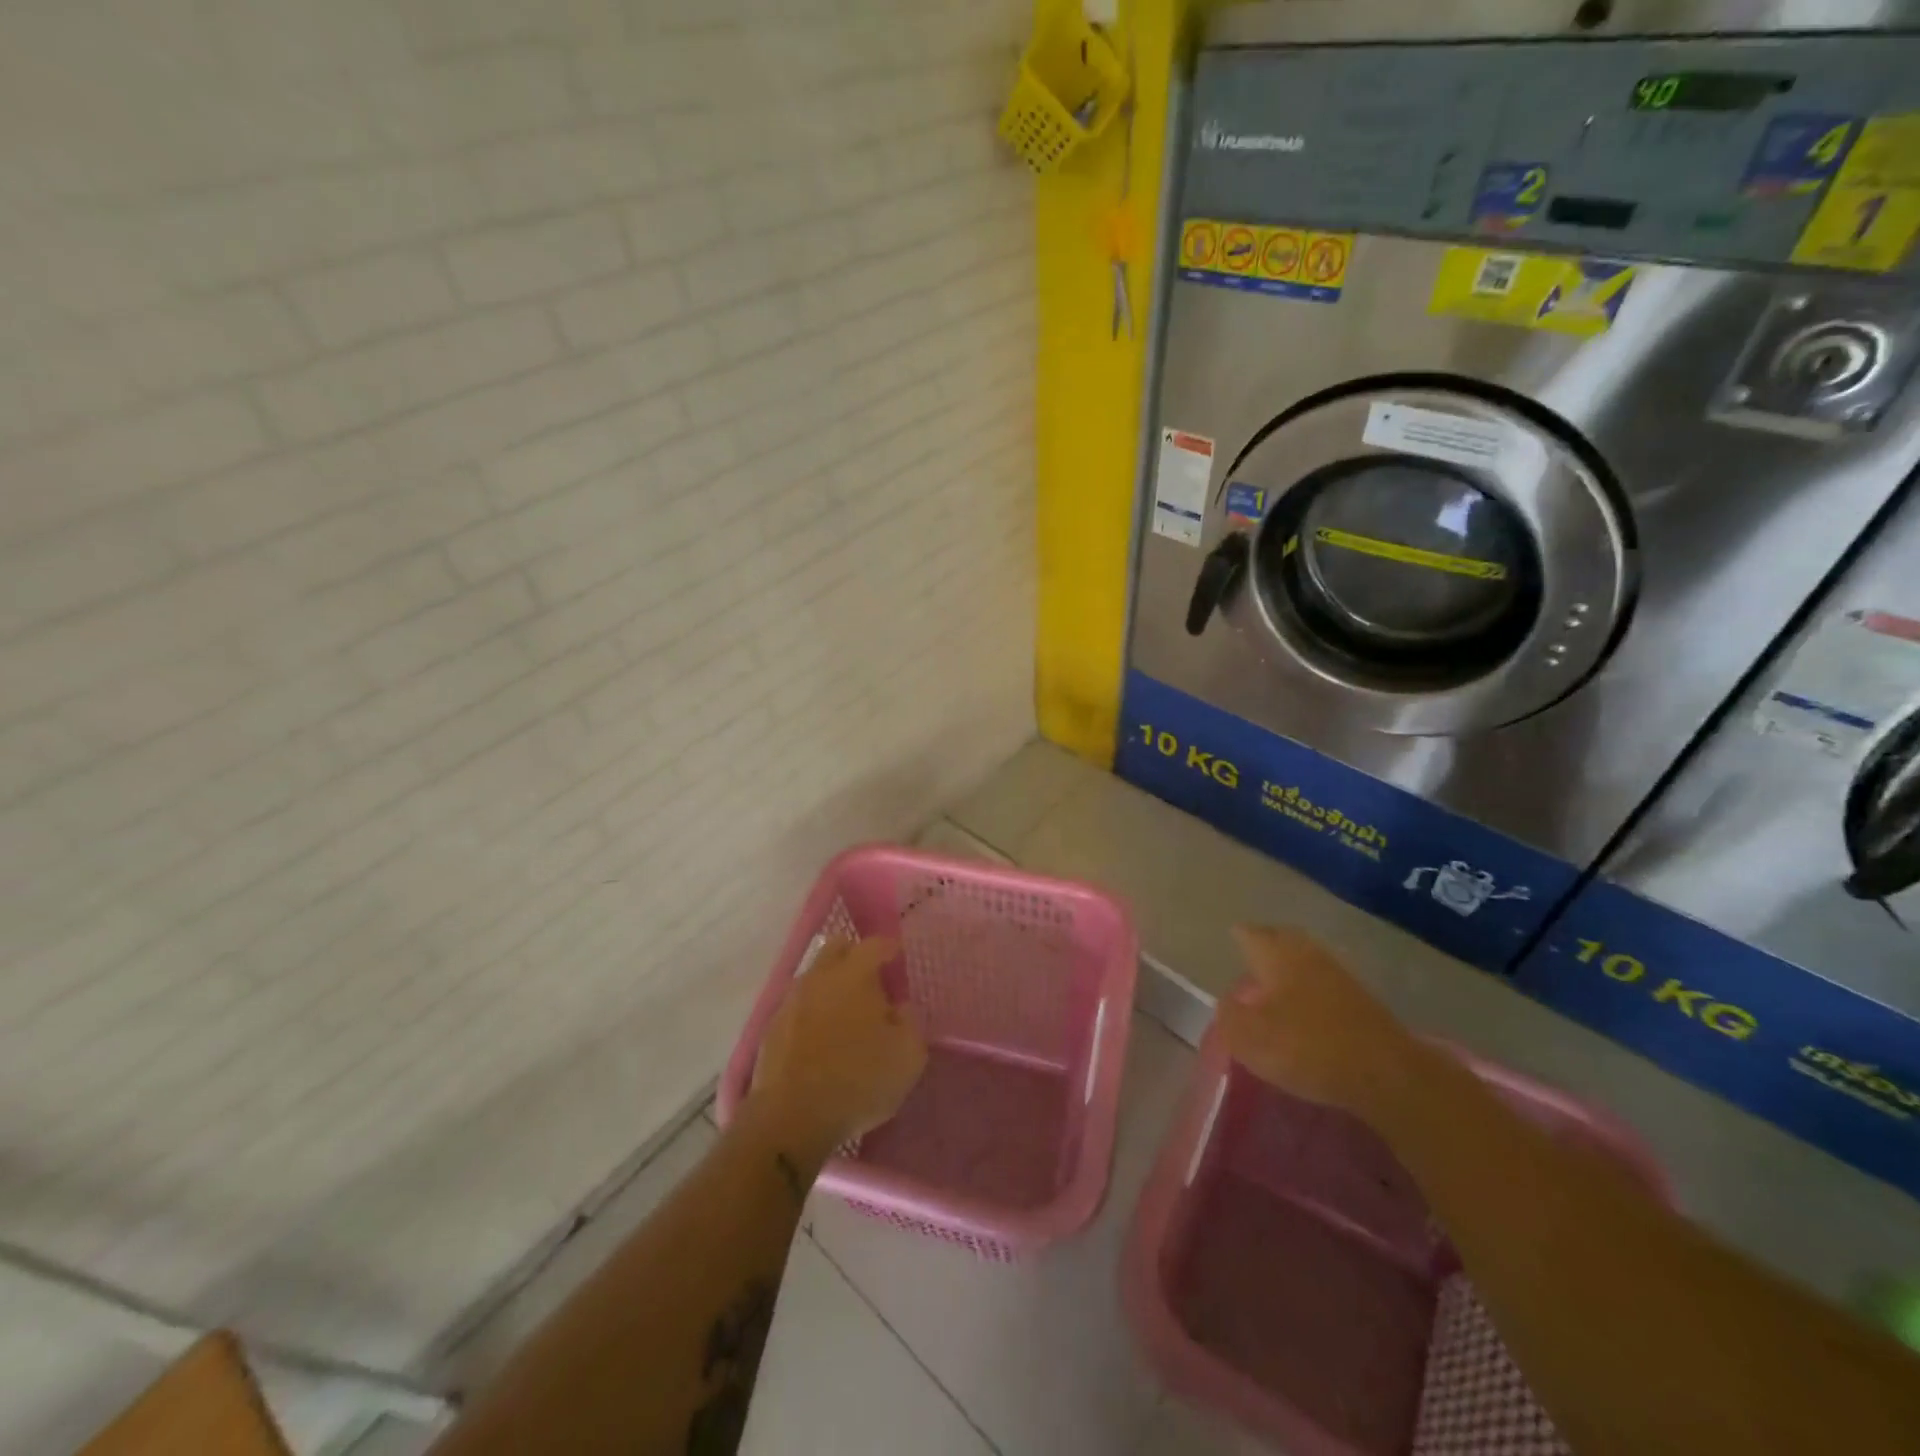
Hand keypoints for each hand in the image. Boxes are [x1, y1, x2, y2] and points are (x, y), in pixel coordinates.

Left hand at [748, 937, 927, 1160]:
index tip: (899, 958)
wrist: (791, 1117)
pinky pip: (798, 1004)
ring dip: (831, 984)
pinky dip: (813, 1011)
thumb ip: (910, 1022)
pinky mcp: (772, 1025)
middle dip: (855, 956)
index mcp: (855, 974)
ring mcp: (792, 999)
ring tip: (846, 1013)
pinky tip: (821, 1037)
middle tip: (871, 981)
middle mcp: (820, 976)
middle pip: (837, 947)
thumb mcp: (908, 1057)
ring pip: (815, 975)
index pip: (875, 944)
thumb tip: (899, 1008)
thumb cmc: (858, 1081)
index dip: (890, 948)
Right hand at [1217, 926, 1424, 1117]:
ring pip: (1306, 958)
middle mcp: (1307, 954)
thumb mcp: (1249, 1037)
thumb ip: (1229, 1015)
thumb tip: (1227, 1002)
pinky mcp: (1361, 1000)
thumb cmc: (1307, 1047)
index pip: (1250, 934)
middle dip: (1266, 943)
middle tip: (1251, 956)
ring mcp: (1338, 974)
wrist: (1388, 1074)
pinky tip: (1306, 1005)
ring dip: (1290, 965)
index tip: (1230, 940)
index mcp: (1276, 955)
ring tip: (1275, 982)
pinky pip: (1325, 980)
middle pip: (1281, 939)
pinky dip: (1311, 986)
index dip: (1238, 937)